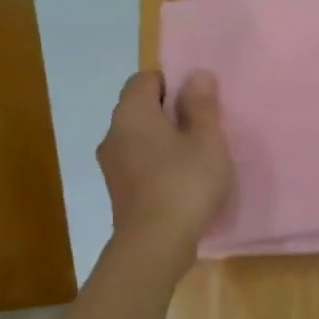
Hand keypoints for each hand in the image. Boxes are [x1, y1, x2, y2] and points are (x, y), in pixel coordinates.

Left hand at [97, 70, 232, 257]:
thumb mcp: (206, 139)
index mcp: (132, 113)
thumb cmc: (185, 182)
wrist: (155, 244)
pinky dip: (157, 163)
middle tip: (202, 128)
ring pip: (139, 138)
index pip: (144, 79)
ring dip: (164, 140)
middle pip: (140, 108)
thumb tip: (196, 74)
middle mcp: (113, 134)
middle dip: (169, 112)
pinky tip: (181, 181)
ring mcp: (111, 165)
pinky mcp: (118, 191)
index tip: (198, 101)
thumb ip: (201, 105)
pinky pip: (138, 163)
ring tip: (195, 156)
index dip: (172, 83)